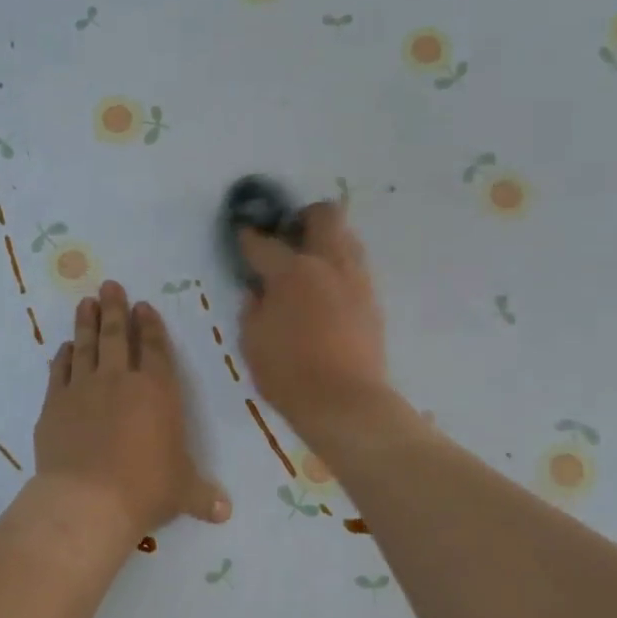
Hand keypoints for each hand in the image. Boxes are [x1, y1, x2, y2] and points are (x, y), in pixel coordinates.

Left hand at [34, 280, 230, 537]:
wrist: (88, 500)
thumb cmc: (145, 489)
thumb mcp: (182, 492)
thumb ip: (203, 496)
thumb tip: (224, 513)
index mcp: (157, 391)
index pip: (154, 348)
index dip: (149, 325)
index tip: (142, 306)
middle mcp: (119, 380)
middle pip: (115, 335)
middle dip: (113, 308)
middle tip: (109, 286)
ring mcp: (82, 389)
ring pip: (85, 346)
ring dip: (86, 322)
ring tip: (85, 302)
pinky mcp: (54, 405)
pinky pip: (59, 371)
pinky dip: (62, 357)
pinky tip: (64, 348)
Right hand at [237, 202, 391, 441]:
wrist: (345, 402)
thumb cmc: (288, 373)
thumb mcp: (252, 342)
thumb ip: (252, 310)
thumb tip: (257, 292)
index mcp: (291, 271)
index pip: (264, 243)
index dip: (249, 238)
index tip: (243, 236)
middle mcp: (327, 264)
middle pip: (324, 215)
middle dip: (304, 216)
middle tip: (290, 235)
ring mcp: (356, 280)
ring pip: (347, 238)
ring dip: (328, 240)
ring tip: (311, 264)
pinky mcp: (373, 301)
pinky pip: (356, 268)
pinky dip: (340, 269)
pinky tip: (327, 291)